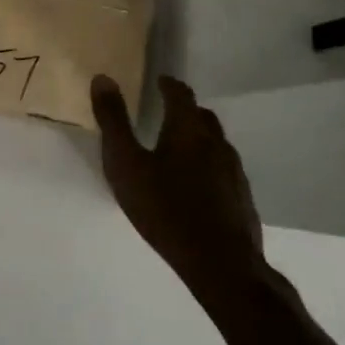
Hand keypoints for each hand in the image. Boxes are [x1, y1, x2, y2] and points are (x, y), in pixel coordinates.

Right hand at [90, 74, 267, 316]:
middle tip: (165, 113)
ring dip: (199, 138)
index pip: (180, 94)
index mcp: (188, 129)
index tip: (159, 81)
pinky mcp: (242, 199)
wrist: (221, 265)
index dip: (168, 84)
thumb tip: (103, 78)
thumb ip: (113, 121)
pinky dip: (209, 166)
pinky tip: (196, 185)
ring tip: (178, 149)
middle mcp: (216, 143)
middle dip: (184, 110)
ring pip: (216, 143)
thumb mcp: (126, 164)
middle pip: (202, 116)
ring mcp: (234, 172)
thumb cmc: (165, 209)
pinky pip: (224, 170)